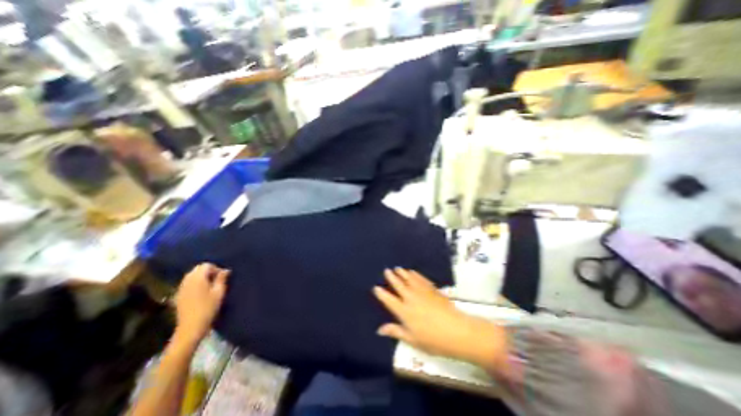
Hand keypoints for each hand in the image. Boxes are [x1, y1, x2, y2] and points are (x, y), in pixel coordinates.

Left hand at [174, 262, 229, 347]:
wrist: (191, 327)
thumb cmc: (208, 308)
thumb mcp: (219, 292)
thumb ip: (221, 279)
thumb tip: (225, 270)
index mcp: (198, 278)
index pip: (206, 265)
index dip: (216, 268)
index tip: (223, 277)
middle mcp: (187, 281)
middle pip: (197, 269)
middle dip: (208, 271)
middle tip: (217, 280)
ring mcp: (181, 288)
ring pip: (191, 275)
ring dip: (201, 277)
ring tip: (210, 285)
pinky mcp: (178, 295)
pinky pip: (187, 283)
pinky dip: (194, 283)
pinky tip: (201, 291)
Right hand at [373, 269, 506, 368]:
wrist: (456, 331)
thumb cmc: (433, 340)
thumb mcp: (412, 340)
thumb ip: (396, 331)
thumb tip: (379, 330)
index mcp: (404, 311)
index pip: (389, 300)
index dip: (381, 293)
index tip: (376, 287)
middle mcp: (410, 298)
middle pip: (398, 285)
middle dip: (391, 277)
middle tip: (387, 270)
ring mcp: (422, 292)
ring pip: (409, 279)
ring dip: (402, 273)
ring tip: (398, 268)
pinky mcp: (432, 289)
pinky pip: (421, 279)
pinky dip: (416, 274)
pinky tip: (413, 272)